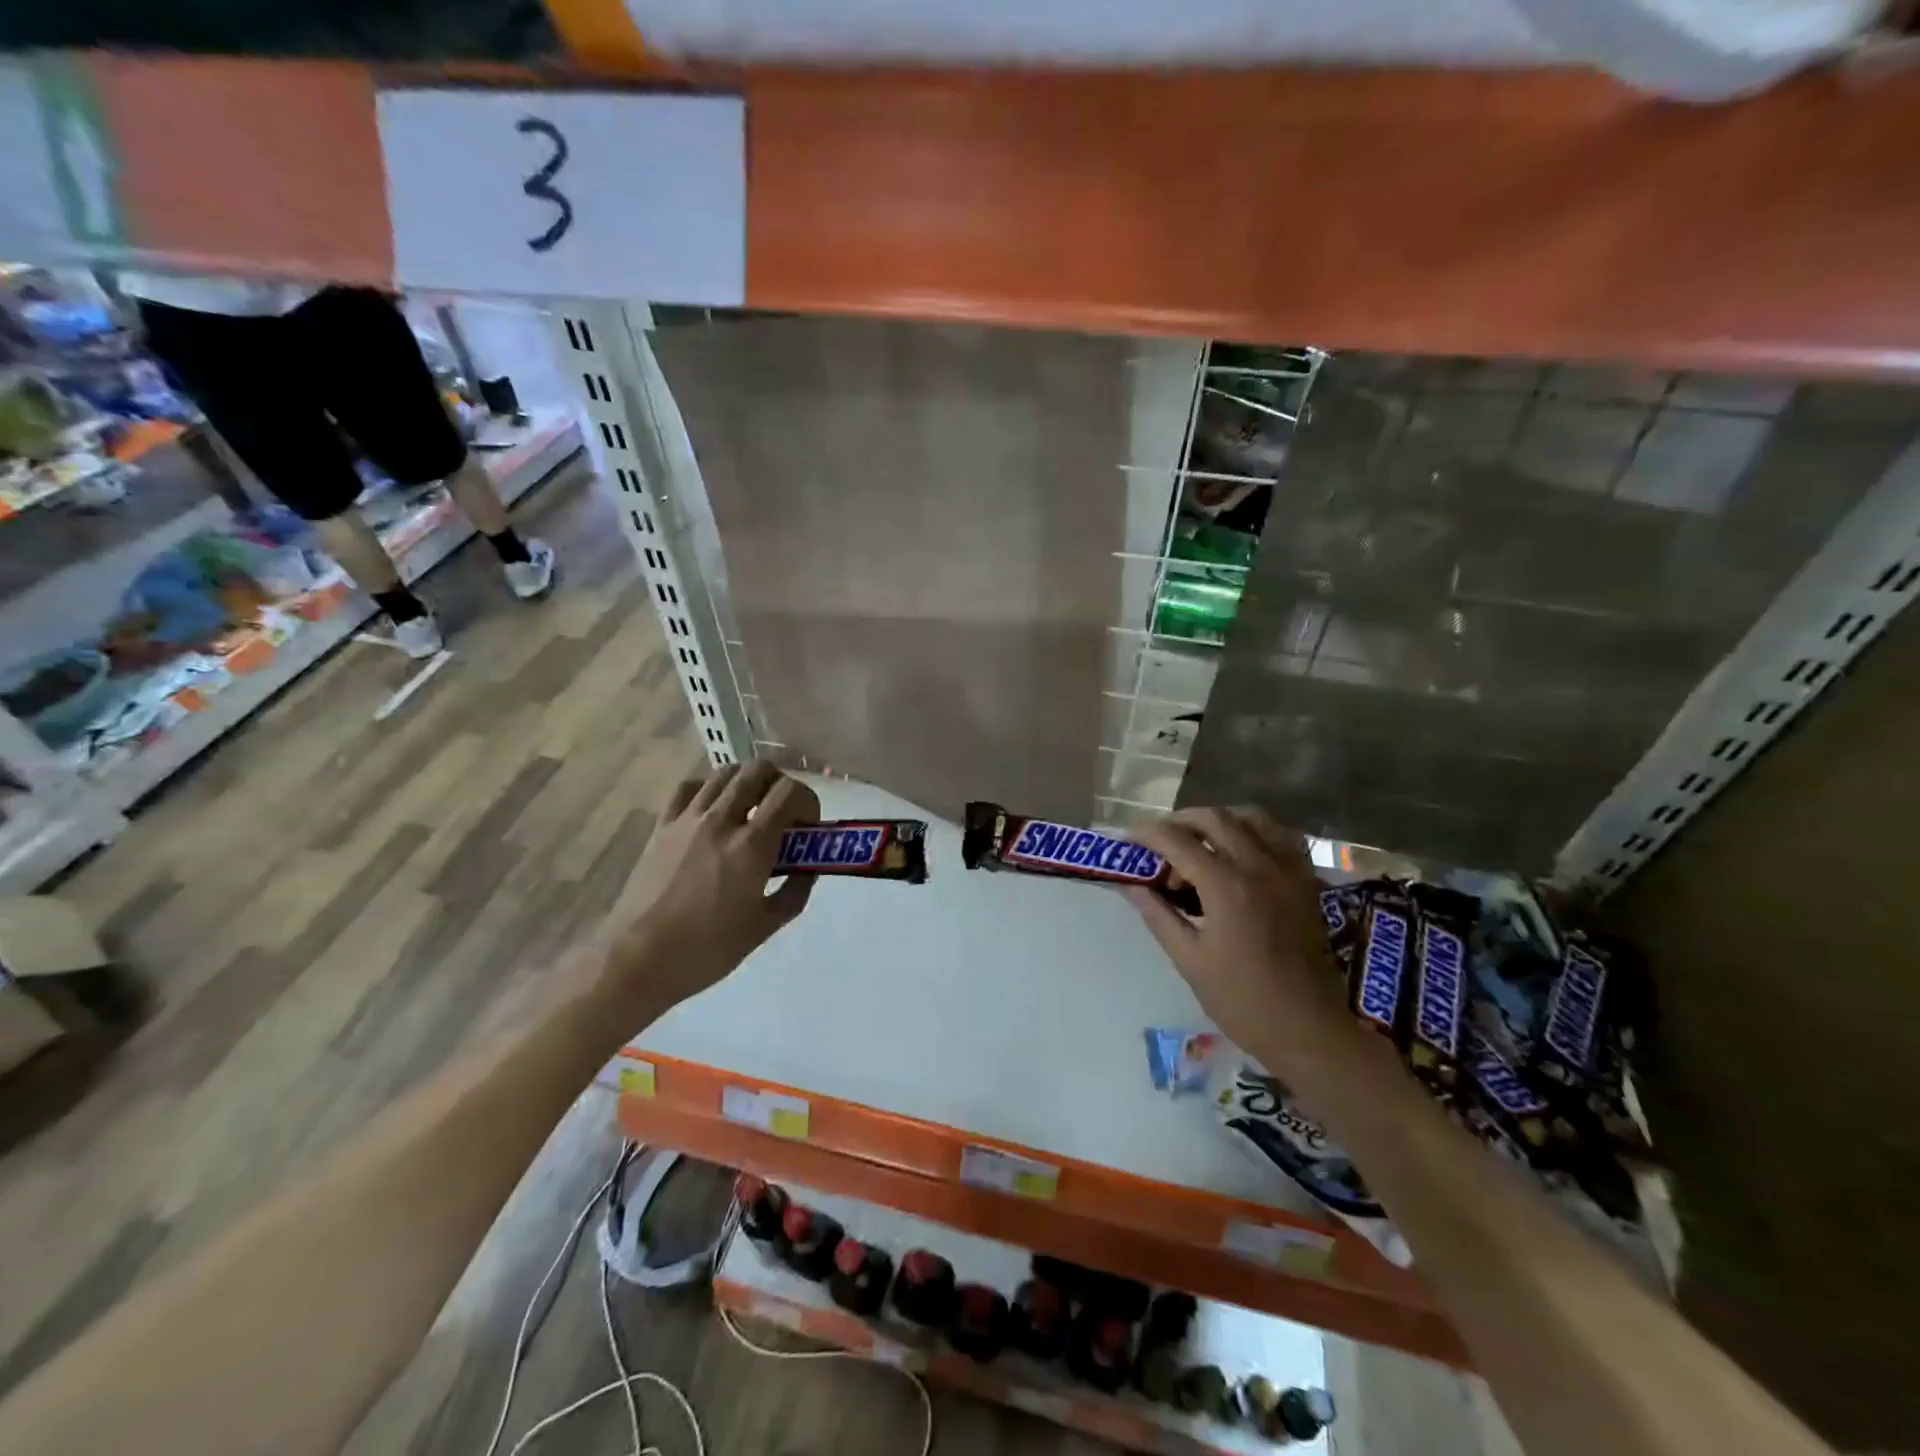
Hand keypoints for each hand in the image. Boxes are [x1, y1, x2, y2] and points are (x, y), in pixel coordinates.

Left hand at [601, 760, 819, 1010]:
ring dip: (746, 783)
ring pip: (724, 773)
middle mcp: (722, 820)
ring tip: (749, 810)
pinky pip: (688, 788)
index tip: (807, 825)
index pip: (789, 792)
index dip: (807, 801)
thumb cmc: (707, 949)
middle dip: (779, 784)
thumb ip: (794, 892)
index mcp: (752, 845)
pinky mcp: (662, 826)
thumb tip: (808, 869)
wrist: (639, 959)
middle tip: (781, 812)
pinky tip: (711, 810)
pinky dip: (707, 789)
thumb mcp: (764, 927)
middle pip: (757, 770)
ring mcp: (688, 819)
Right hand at [1126, 807, 1352, 1069]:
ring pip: (1251, 816)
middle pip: (1213, 818)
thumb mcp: (1189, 960)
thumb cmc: (1242, 1000)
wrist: (1308, 1029)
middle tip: (1160, 843)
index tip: (1128, 840)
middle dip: (1180, 821)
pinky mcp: (1306, 880)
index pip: (1177, 840)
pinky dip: (1257, 831)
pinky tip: (1242, 850)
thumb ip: (1158, 914)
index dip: (1147, 834)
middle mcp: (1258, 866)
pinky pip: (1281, 835)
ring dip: (1219, 820)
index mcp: (1225, 887)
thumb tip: (1130, 884)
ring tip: (1200, 842)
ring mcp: (1288, 870)